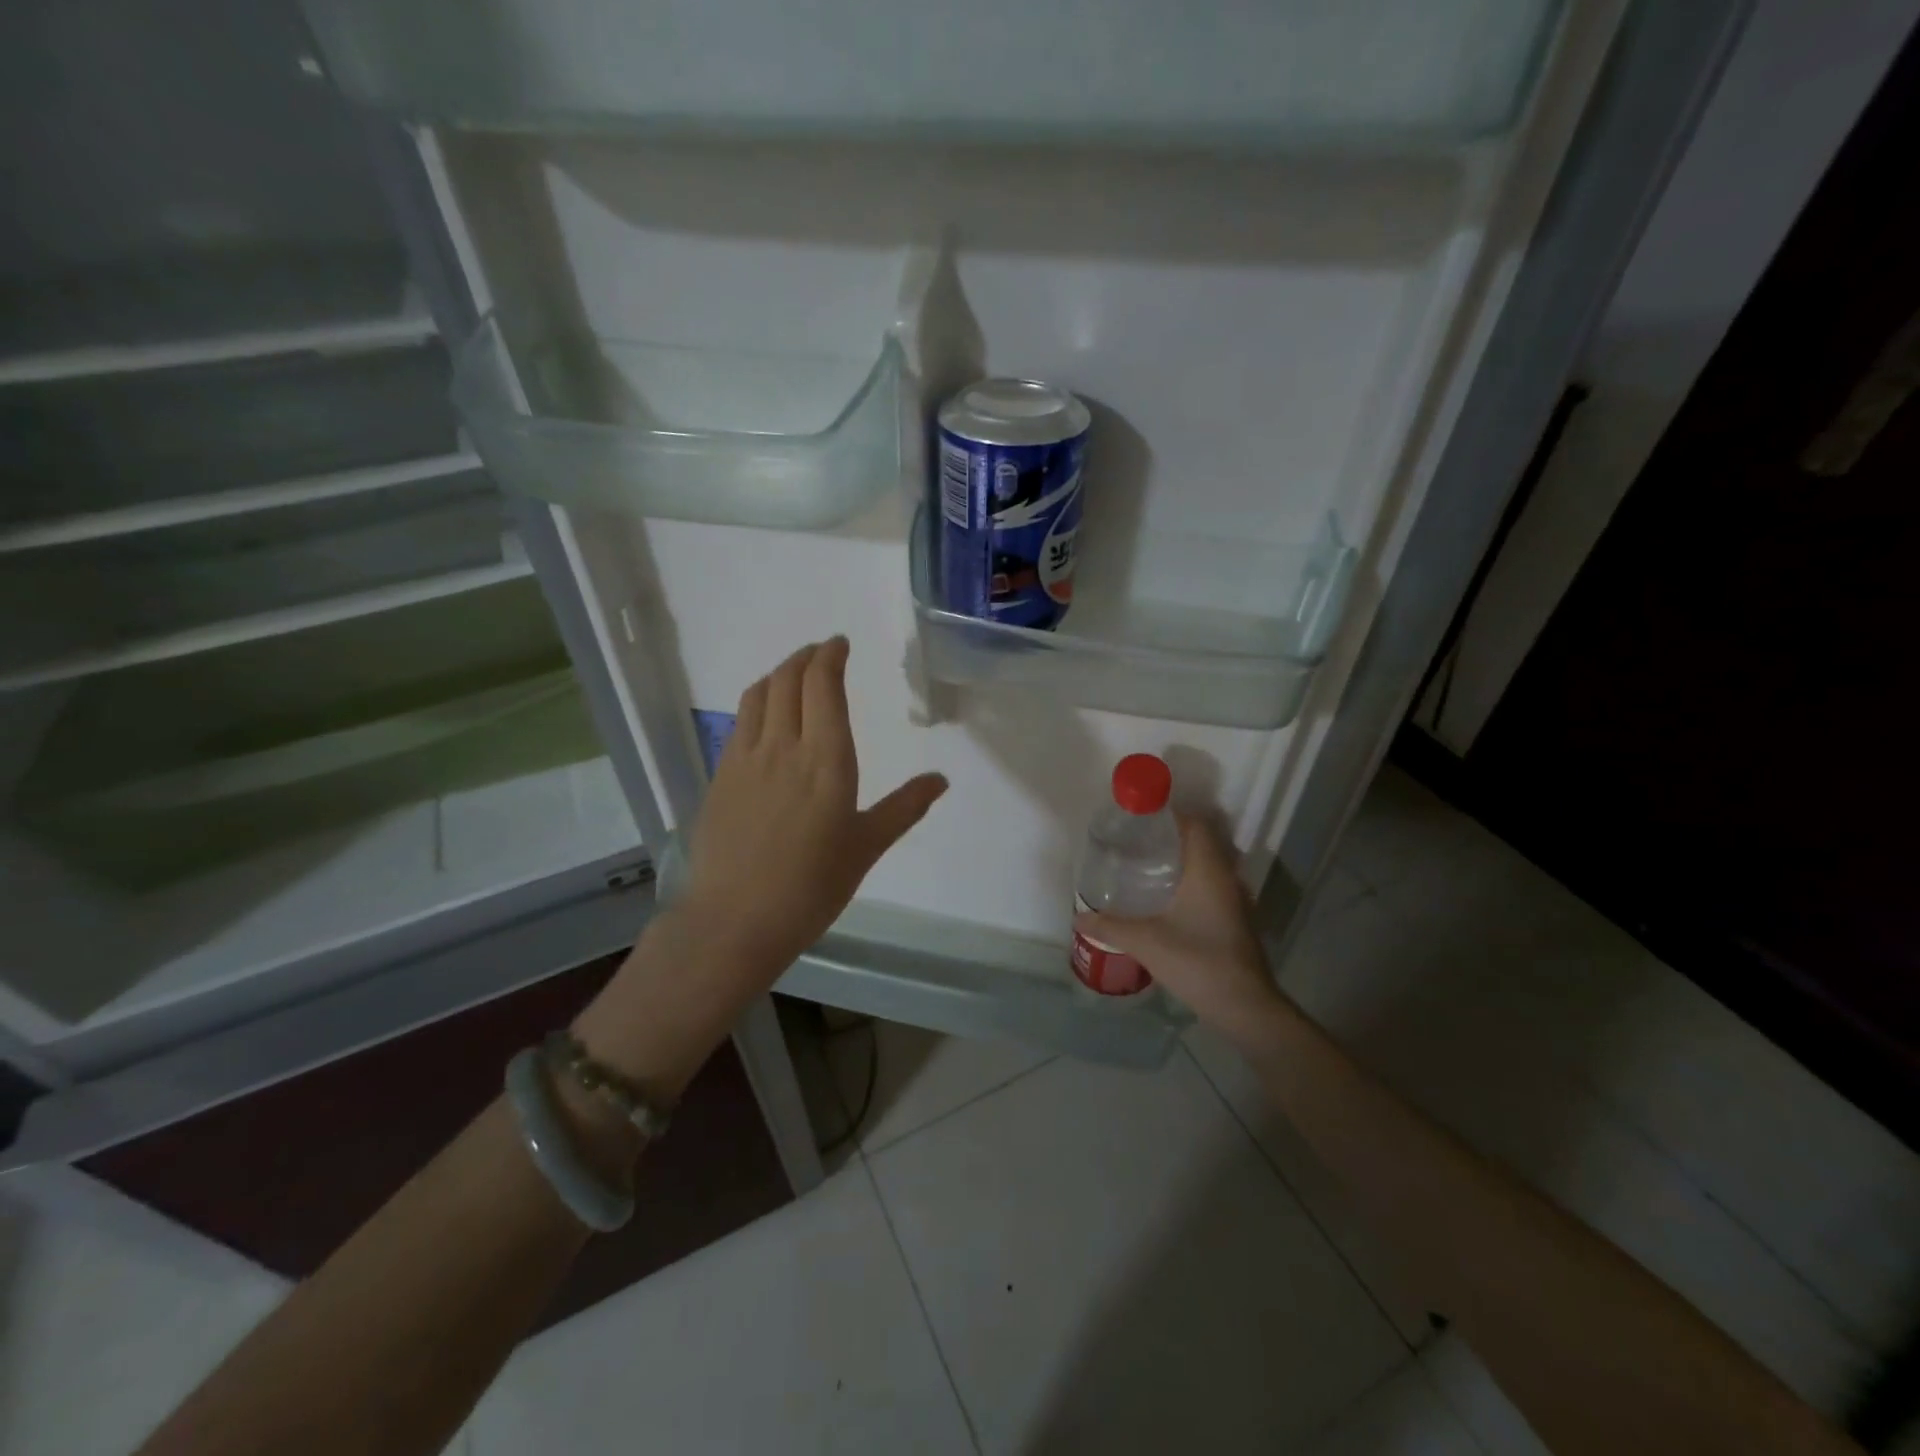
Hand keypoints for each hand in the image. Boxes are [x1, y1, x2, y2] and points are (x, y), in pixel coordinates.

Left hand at [679, 635, 948, 974]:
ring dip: (779, 673)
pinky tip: (765, 717)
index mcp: (826, 760)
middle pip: (788, 679)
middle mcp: (783, 746)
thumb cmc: (812, 887)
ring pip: (759, 694)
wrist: (735, 921)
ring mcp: (745, 759)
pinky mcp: (720, 776)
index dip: (830, 657)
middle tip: (821, 653)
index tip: (840, 644)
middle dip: (805, 657)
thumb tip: (941, 779)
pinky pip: (740, 722)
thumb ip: (904, 807)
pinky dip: (757, 702)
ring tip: (794, 674)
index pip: (823, 686)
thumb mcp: (866, 847)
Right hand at [1073, 815, 1284, 1036]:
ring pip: (1207, 865)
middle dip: (1170, 837)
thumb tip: (1078, 918)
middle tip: (1135, 842)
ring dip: (1181, 860)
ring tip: (1144, 866)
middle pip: (1201, 842)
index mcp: (1208, 871)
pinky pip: (1210, 885)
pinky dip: (1189, 881)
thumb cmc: (1197, 962)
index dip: (1169, 816)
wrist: (1244, 1006)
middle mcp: (1226, 877)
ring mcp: (1234, 900)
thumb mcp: (1146, 942)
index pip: (1195, 825)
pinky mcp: (1235, 919)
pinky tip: (1164, 898)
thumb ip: (1110, 927)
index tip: (1140, 820)